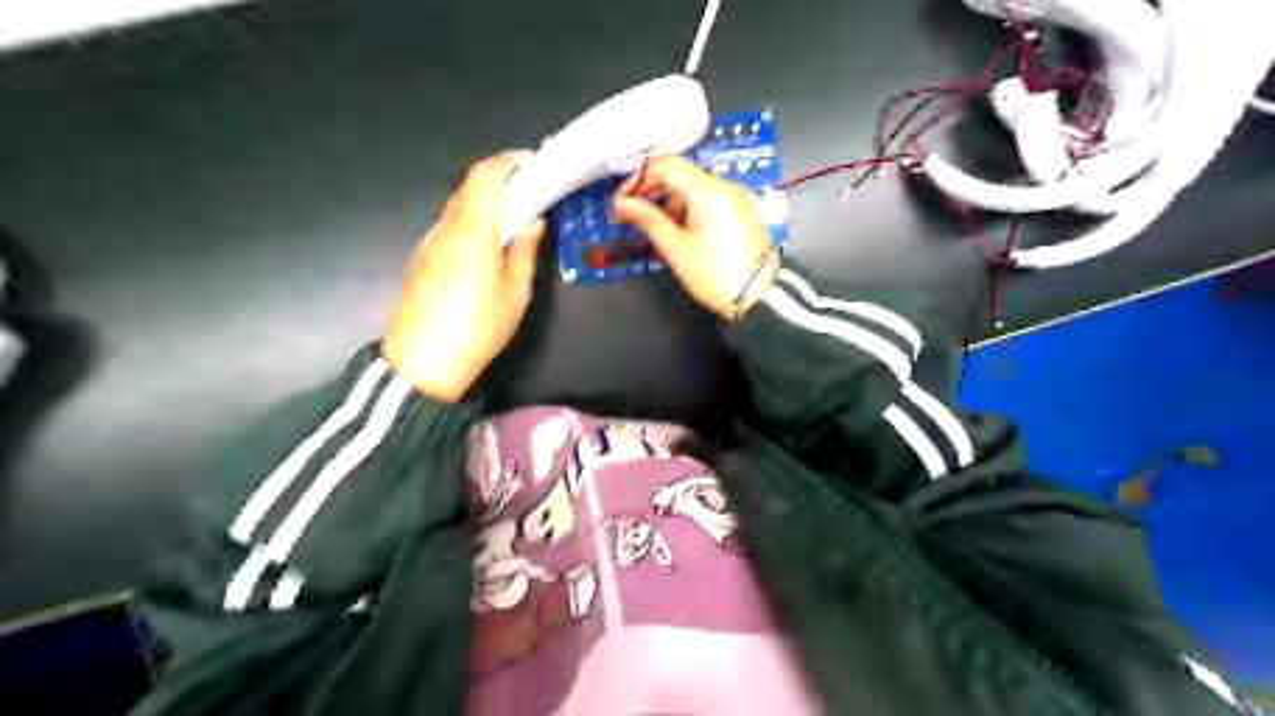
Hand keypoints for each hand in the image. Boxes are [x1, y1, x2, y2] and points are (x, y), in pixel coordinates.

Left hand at [377, 151, 535, 402]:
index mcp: (472, 229)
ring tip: (514, 219)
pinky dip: (471, 222)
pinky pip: (449, 227)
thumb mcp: (515, 293)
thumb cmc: (477, 327)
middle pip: (469, 187)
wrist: (422, 364)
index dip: (509, 161)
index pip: (485, 175)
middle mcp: (446, 227)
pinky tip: (487, 245)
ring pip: (458, 206)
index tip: (534, 163)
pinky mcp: (422, 259)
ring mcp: (429, 242)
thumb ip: (525, 251)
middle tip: (531, 192)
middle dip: (501, 180)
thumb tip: (533, 222)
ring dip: (485, 202)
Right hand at [614, 160, 782, 323]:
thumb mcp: (675, 248)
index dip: (640, 179)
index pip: (667, 165)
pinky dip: (693, 210)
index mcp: (708, 190)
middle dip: (656, 193)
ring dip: (674, 204)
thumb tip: (620, 203)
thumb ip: (647, 220)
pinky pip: (712, 201)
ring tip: (664, 233)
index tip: (623, 201)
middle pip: (682, 175)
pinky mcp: (745, 213)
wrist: (759, 298)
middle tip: (636, 217)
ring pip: (697, 189)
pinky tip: (687, 235)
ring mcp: (738, 199)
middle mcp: (725, 186)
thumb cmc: (713, 274)